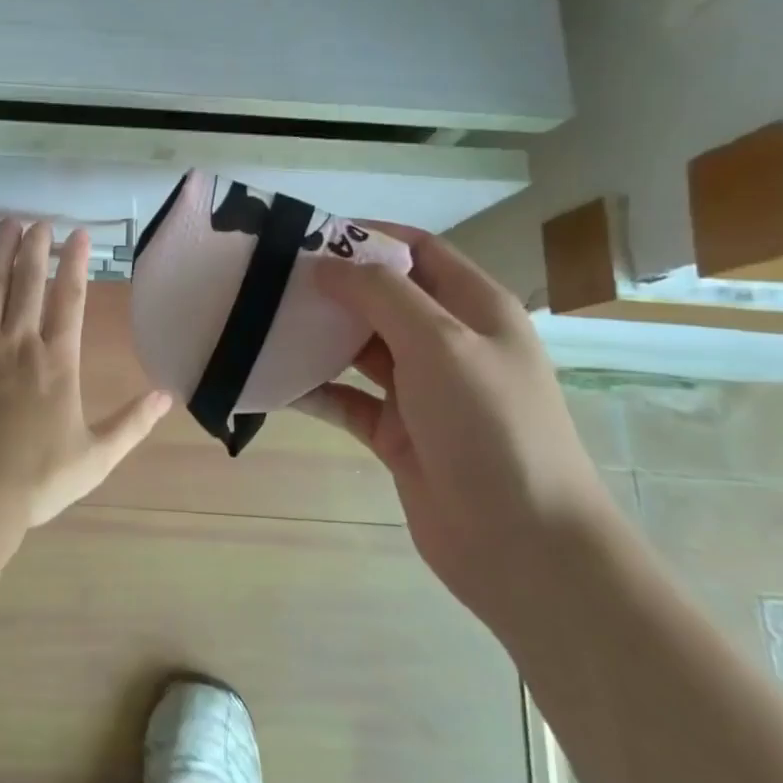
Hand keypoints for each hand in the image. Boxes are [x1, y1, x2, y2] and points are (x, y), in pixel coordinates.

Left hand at [0, 219, 171, 533]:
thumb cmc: (33, 479)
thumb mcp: (94, 458)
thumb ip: (131, 423)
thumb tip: (167, 396)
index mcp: (57, 361)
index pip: (71, 297)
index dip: (76, 262)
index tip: (80, 235)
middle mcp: (18, 341)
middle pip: (29, 280)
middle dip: (36, 246)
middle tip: (39, 222)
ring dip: (1, 251)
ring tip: (8, 224)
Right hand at [294, 225, 619, 633]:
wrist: (522, 547)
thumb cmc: (490, 428)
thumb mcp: (441, 344)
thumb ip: (382, 294)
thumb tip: (326, 264)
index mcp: (474, 308)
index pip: (417, 250)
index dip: (366, 236)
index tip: (306, 235)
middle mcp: (448, 342)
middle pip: (381, 296)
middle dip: (330, 285)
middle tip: (268, 278)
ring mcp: (421, 390)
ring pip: (358, 347)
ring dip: (316, 335)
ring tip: (259, 321)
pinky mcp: (395, 432)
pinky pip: (345, 398)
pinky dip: (312, 388)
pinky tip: (271, 381)